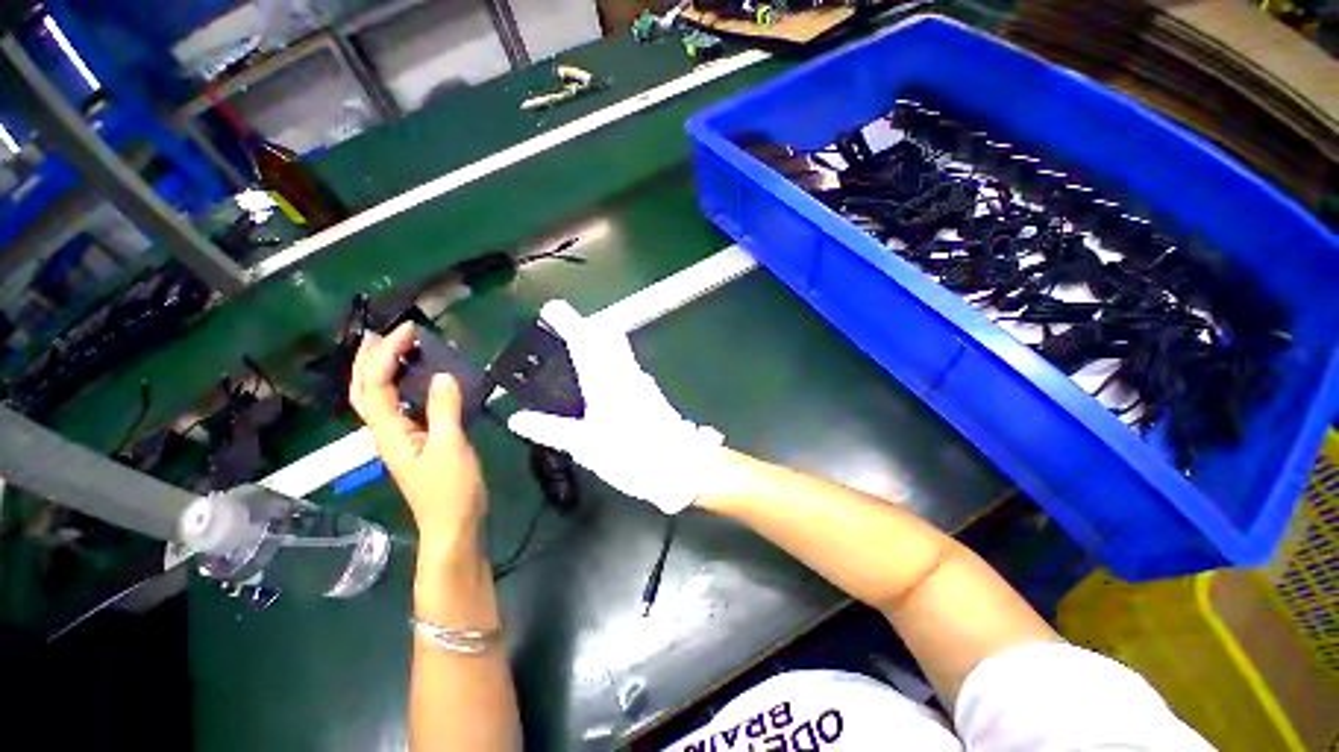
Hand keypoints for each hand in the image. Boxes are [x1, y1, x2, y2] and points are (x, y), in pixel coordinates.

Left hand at [350, 323, 485, 551]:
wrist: (452, 525)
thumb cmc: (451, 490)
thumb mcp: (451, 447)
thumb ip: (445, 410)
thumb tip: (442, 375)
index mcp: (389, 431)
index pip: (376, 384)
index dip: (387, 353)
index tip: (410, 330)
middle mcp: (386, 432)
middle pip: (364, 390)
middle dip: (369, 358)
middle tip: (384, 333)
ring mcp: (398, 438)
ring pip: (377, 398)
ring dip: (380, 370)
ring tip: (394, 349)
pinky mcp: (414, 443)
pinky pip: (398, 406)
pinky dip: (400, 386)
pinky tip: (415, 381)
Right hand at [507, 300, 724, 513]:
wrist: (680, 466)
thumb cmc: (633, 454)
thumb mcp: (586, 446)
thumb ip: (550, 430)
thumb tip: (517, 419)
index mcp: (608, 379)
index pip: (585, 339)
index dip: (567, 321)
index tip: (551, 309)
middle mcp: (626, 372)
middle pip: (607, 336)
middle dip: (585, 327)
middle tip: (562, 334)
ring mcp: (641, 381)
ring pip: (618, 350)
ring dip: (597, 344)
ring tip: (573, 357)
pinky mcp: (649, 393)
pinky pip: (624, 367)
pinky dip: (608, 363)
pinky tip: (597, 385)